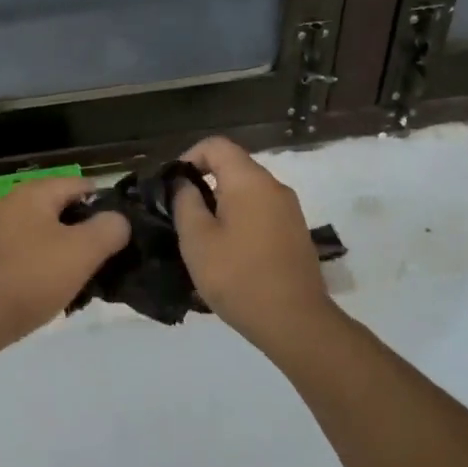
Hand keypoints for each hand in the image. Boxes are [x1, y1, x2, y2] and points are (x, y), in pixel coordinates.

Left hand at [0, 178, 129, 353]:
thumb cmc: (33, 277)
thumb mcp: (83, 251)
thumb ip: (109, 228)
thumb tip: (118, 220)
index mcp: (33, 193)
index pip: (81, 185)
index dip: (106, 204)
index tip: (123, 231)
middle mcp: (11, 204)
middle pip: (62, 209)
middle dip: (86, 231)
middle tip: (108, 257)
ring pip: (46, 234)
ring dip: (67, 252)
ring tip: (87, 277)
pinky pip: (28, 254)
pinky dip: (45, 266)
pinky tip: (57, 289)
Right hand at [171, 137, 336, 351]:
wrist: (294, 321)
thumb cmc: (238, 276)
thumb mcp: (197, 239)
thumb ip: (185, 202)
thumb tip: (184, 183)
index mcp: (250, 181)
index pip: (216, 145)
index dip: (188, 157)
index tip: (172, 188)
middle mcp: (275, 187)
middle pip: (233, 168)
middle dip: (203, 185)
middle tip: (180, 217)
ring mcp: (290, 211)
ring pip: (247, 193)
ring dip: (221, 207)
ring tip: (201, 239)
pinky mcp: (295, 234)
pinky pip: (260, 214)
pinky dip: (239, 222)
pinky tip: (228, 254)